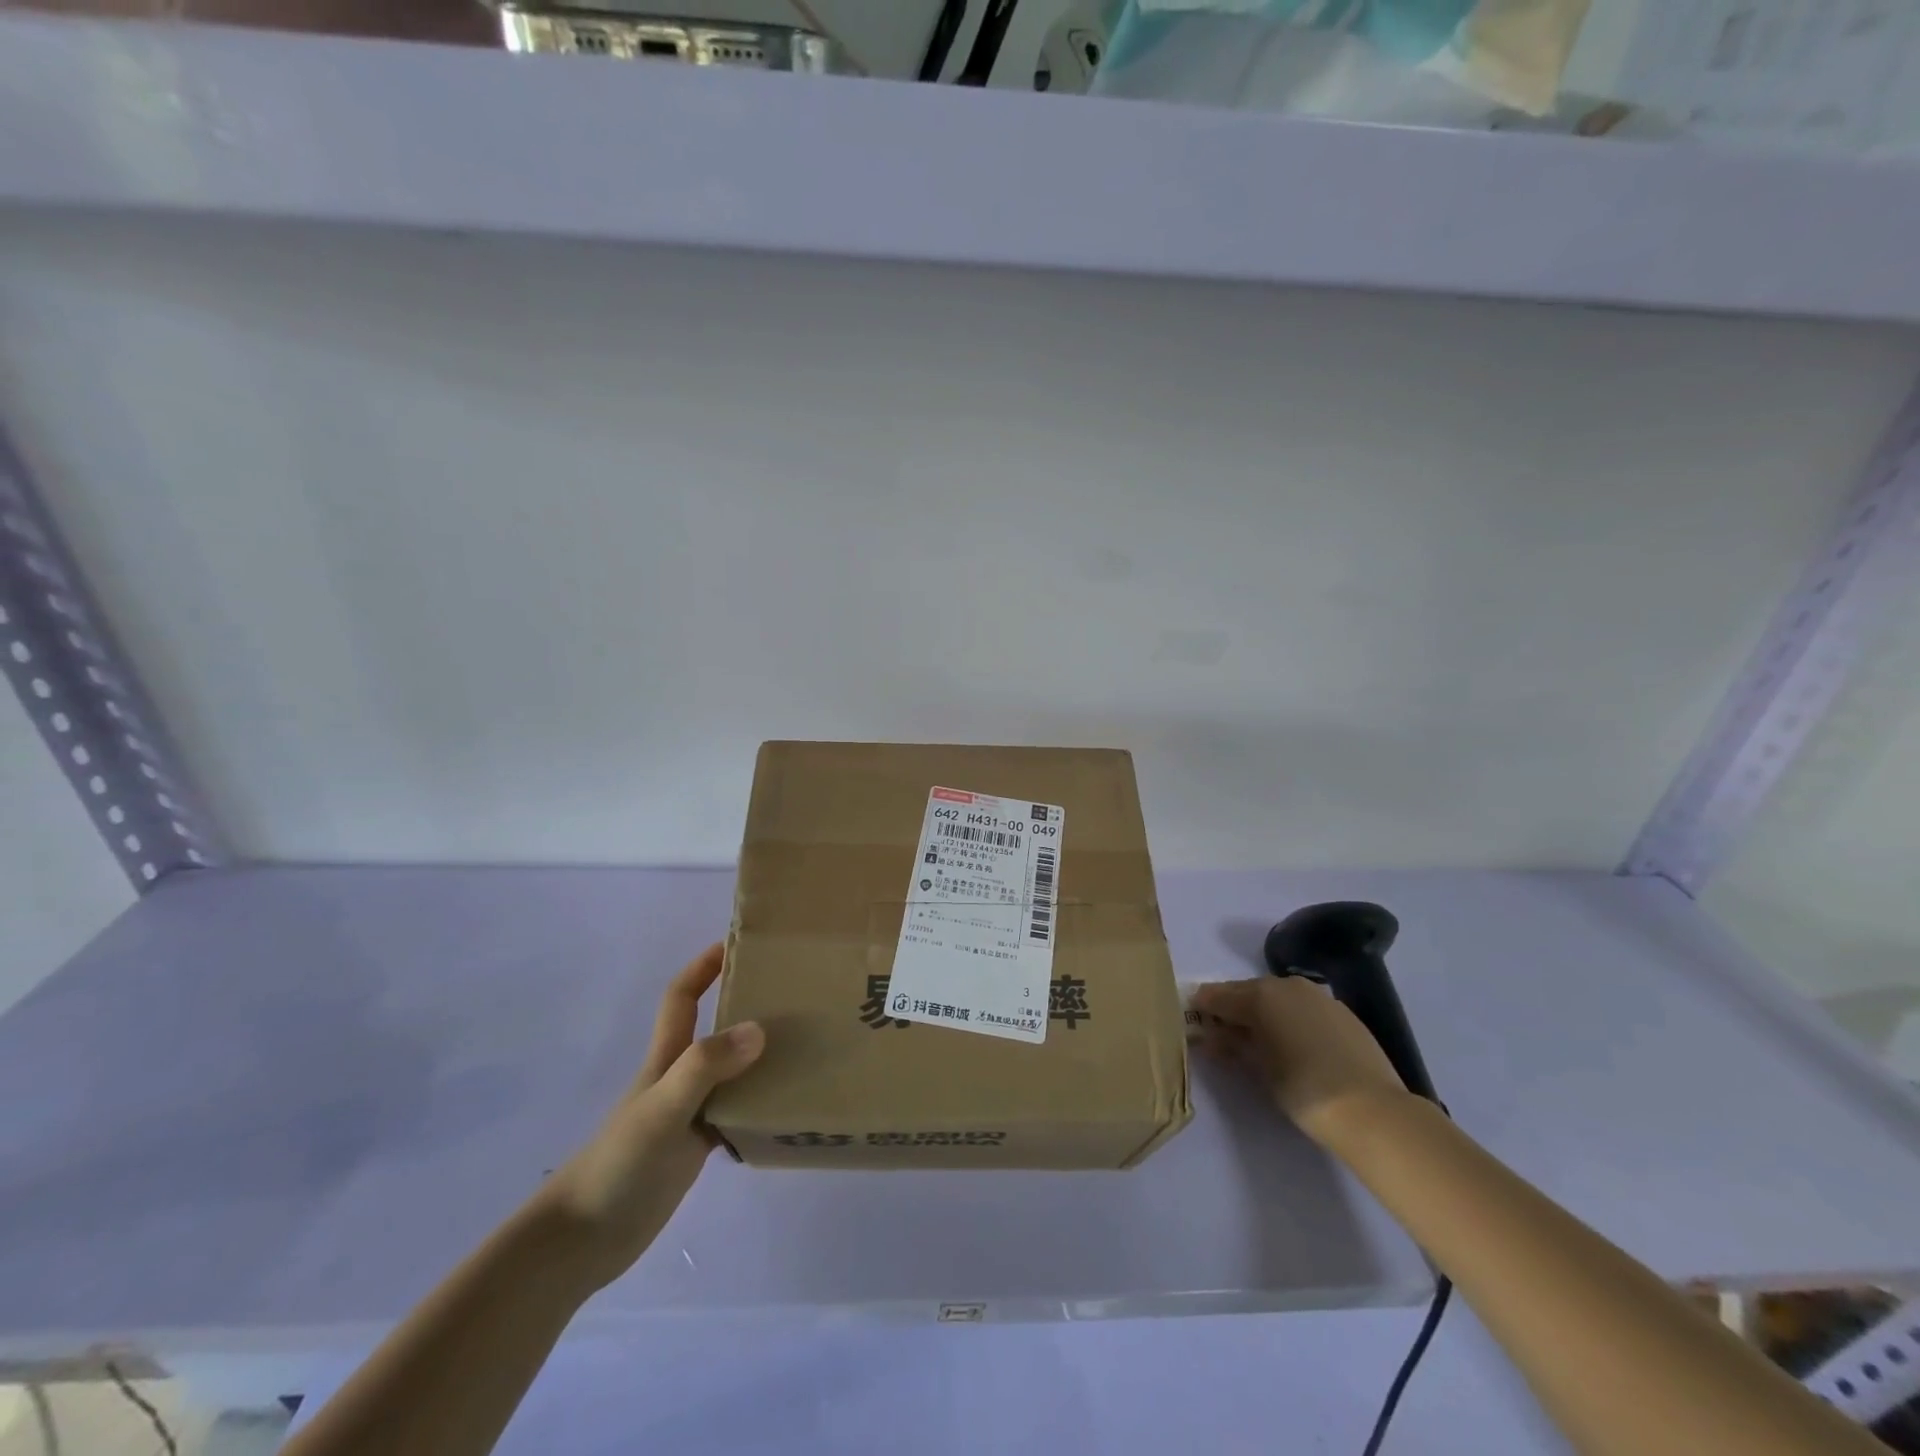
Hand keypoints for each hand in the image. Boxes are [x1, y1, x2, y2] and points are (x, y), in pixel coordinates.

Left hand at [539, 945, 763, 1289]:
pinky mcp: (695, 1148)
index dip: (704, 966)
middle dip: (746, 1005)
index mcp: (666, 1058)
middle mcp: (680, 1078)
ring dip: (761, 1057)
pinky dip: (760, 1105)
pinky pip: (736, 1114)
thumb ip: (706, 1067)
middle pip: (714, 1029)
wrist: (582, 1241)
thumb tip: (759, 1029)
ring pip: (731, 1072)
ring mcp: (687, 1113)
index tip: (739, 945)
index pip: (683, 997)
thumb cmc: (618, 1163)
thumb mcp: (663, 1108)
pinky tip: (789, 1109)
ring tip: (807, 1047)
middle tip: (794, 996)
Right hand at [1193, 977, 1409, 1145]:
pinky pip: (1302, 1009)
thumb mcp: (1258, 1069)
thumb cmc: (1303, 1089)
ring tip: (1256, 1041)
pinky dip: (1289, 1020)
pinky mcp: (1342, 1013)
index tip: (1192, 1021)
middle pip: (1248, 992)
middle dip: (1232, 1009)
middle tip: (1221, 1033)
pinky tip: (1291, 1044)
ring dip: (1262, 1013)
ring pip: (1278, 999)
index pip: (1219, 995)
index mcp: (1261, 993)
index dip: (1203, 1007)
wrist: (1372, 1111)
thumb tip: (1210, 1036)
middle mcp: (1288, 985)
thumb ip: (1230, 1045)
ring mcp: (1319, 997)